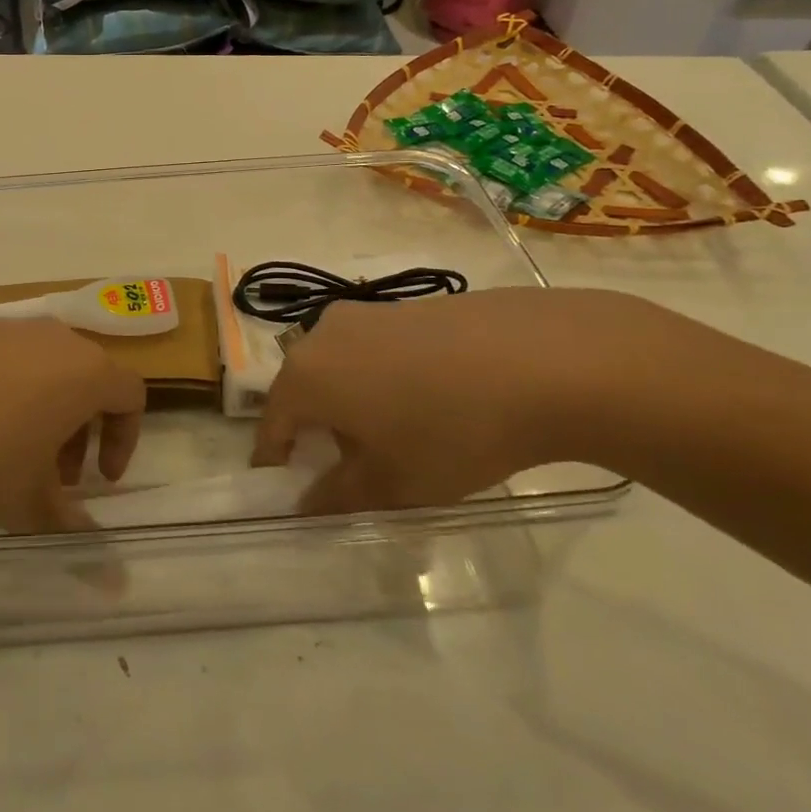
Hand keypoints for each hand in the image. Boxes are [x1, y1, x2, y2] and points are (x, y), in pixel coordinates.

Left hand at [0, 318, 143, 532]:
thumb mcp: (28, 503)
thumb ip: (72, 531)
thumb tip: (112, 580)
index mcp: (87, 372)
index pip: (132, 396)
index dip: (124, 441)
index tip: (98, 480)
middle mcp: (56, 339)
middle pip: (88, 381)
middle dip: (80, 432)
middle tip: (53, 476)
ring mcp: (10, 327)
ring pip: (46, 370)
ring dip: (43, 413)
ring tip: (7, 455)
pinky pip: (6, 360)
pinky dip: (6, 392)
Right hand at [251, 288, 693, 513]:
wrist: (539, 360)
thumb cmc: (450, 430)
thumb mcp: (392, 483)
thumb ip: (337, 497)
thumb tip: (305, 504)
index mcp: (305, 375)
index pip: (271, 425)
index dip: (276, 463)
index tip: (291, 493)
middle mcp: (322, 334)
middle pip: (303, 390)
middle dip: (317, 432)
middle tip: (350, 471)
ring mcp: (364, 314)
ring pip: (338, 367)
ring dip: (350, 404)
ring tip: (395, 438)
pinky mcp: (403, 306)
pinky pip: (372, 350)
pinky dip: (380, 379)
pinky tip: (428, 403)